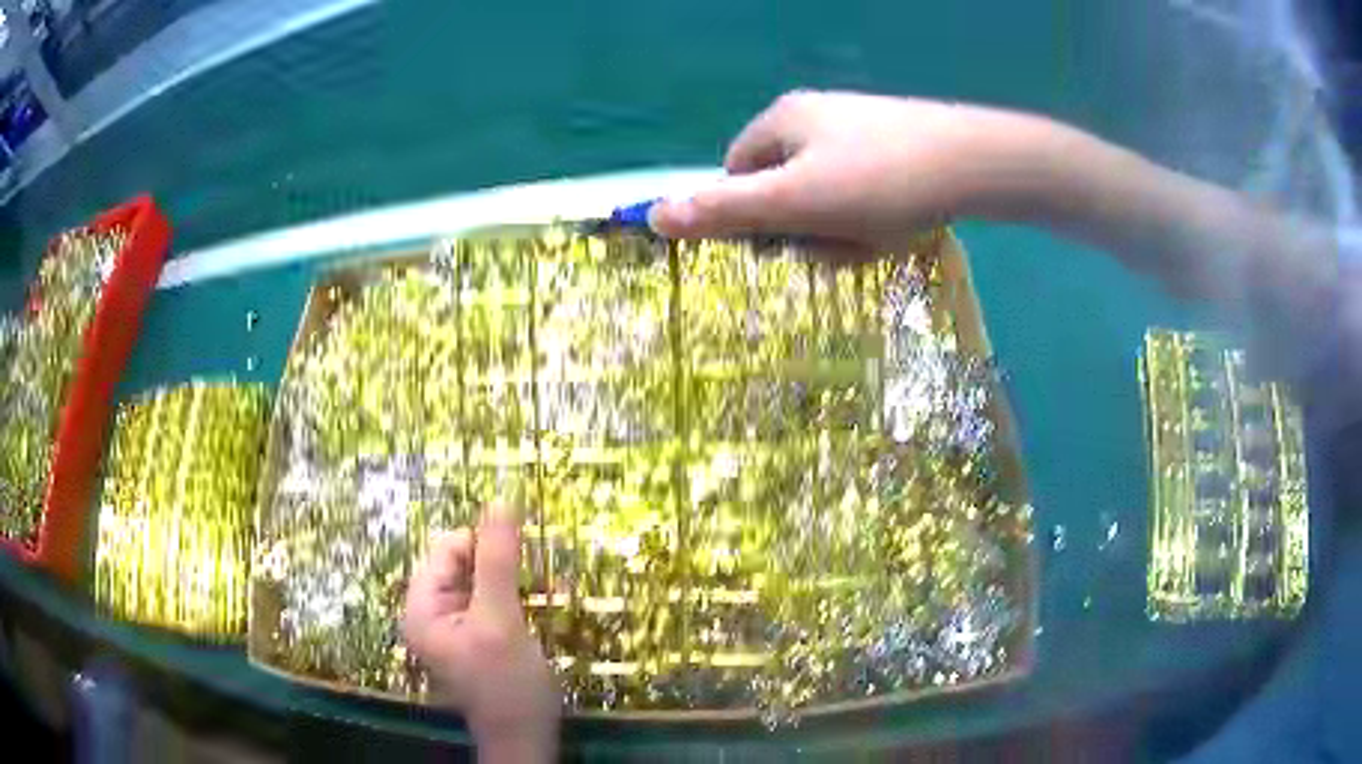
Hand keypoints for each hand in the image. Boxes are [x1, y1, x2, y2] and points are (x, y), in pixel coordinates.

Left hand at [402, 505, 559, 757]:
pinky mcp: (478, 635)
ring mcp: (456, 626)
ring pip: (484, 580)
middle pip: (465, 563)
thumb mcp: (501, 621)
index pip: (446, 549)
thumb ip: (497, 562)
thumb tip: (501, 500)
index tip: (523, 555)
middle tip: (541, 578)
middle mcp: (432, 612)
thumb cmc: (509, 685)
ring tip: (550, 593)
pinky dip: (520, 598)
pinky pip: (496, 600)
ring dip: (518, 581)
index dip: (483, 544)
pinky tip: (548, 605)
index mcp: (421, 607)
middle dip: (504, 566)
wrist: (527, 738)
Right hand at [649, 90, 1058, 251]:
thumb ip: (725, 210)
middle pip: (784, 184)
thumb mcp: (795, 202)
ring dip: (840, 227)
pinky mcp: (895, 144)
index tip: (782, 241)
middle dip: (803, 224)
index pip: (737, 172)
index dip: (751, 213)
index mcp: (782, 120)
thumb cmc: (880, 181)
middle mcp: (815, 115)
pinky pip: (863, 189)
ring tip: (875, 238)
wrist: (976, 164)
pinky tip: (898, 226)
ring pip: (826, 193)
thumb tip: (653, 216)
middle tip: (836, 244)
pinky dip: (872, 216)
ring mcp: (859, 128)